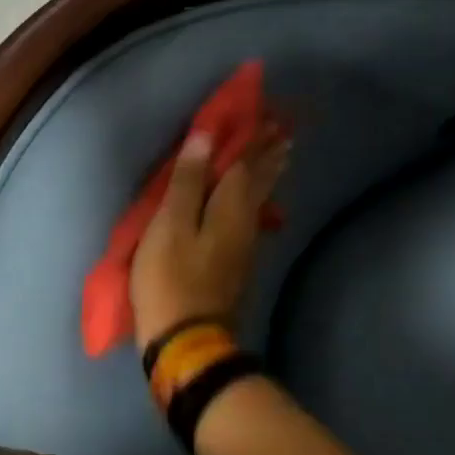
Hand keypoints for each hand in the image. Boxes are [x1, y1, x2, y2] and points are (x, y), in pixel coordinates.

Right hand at [129, 125, 290, 350]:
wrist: (186, 340)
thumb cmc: (171, 279)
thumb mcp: (170, 226)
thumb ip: (188, 182)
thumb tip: (206, 137)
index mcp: (230, 208)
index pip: (245, 163)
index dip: (252, 138)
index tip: (268, 114)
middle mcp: (244, 223)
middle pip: (259, 182)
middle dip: (269, 156)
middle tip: (284, 133)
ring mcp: (242, 248)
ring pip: (258, 201)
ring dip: (267, 177)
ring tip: (278, 159)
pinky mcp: (234, 266)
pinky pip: (250, 219)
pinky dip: (255, 201)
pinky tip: (255, 206)